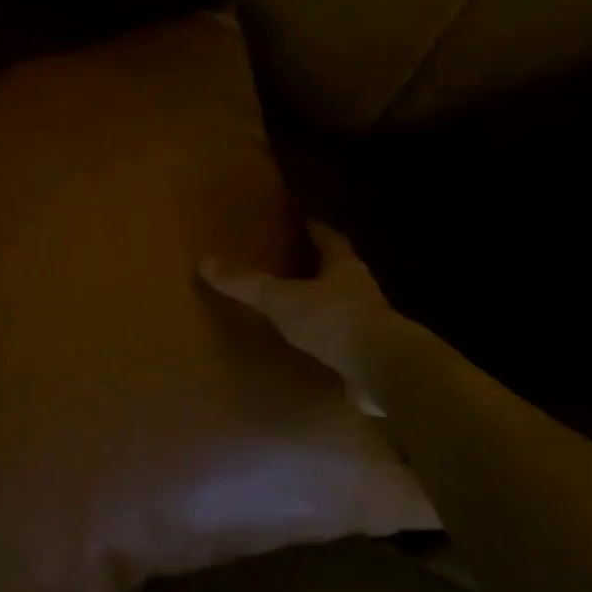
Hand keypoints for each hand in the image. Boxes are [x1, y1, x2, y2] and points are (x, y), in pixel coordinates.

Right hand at [200, 222, 400, 416]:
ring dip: (324, 302)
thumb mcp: (283, 300)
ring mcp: (369, 322)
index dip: (314, 229)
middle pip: (339, 269)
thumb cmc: (334, 322)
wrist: (386, 370)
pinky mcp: (370, 353)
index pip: (328, 238)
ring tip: (298, 303)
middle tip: (293, 260)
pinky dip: (328, 337)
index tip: (302, 221)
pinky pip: (344, 338)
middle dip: (319, 265)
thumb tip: (205, 261)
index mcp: (343, 267)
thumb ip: (247, 284)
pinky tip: (312, 345)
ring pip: (343, 303)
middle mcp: (360, 288)